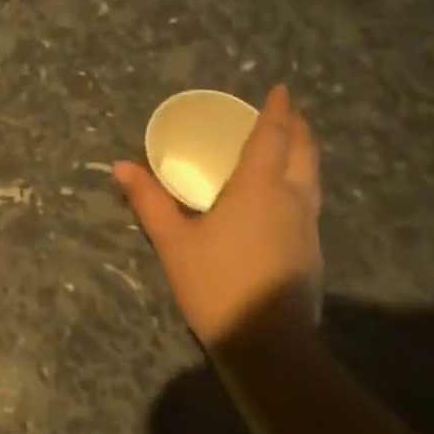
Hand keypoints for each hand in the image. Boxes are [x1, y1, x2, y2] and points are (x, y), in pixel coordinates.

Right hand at [114, 85, 322, 350]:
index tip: (280, 90)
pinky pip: (309, 200)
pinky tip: (285, 194)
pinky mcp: (310, 251)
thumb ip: (149, 201)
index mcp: (259, 189)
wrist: (267, 343)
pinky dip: (300, 181)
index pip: (271, 138)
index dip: (276, 111)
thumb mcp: (173, 241)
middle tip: (289, 111)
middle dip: (297, 128)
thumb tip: (122, 166)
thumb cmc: (216, 283)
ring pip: (312, 177)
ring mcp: (306, 227)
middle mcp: (291, 200)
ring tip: (290, 144)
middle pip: (303, 153)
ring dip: (303, 154)